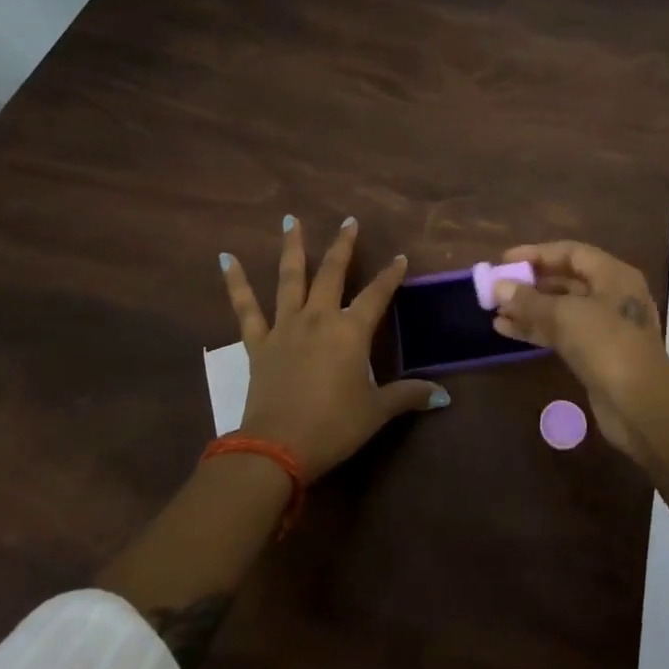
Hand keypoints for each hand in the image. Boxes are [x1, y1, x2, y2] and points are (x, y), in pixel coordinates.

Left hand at [221, 216, 446, 480]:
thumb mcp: (376, 412)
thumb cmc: (333, 427)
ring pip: (290, 278)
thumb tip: (443, 396)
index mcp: (350, 331)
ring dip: (292, 247)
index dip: (390, 275)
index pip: (377, 295)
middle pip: (333, 273)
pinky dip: (235, 282)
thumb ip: (407, 396)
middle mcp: (319, 318)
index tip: (399, 257)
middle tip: (349, 221)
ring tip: (291, 220)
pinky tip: (226, 258)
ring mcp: (285, 327)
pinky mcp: (258, 343)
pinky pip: (245, 308)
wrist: (277, 448)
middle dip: (343, 246)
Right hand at [490, 241, 668, 462]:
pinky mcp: (597, 354)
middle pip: (566, 280)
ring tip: (495, 312)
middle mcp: (612, 295)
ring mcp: (605, 326)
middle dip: (530, 284)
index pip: (570, 252)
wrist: (640, 405)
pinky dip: (537, 329)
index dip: (536, 254)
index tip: (505, 260)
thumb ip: (529, 299)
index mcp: (613, 275)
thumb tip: (498, 286)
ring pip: (561, 309)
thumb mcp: (564, 315)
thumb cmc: (606, 345)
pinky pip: (562, 332)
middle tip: (497, 287)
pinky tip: (507, 331)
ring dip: (529, 309)